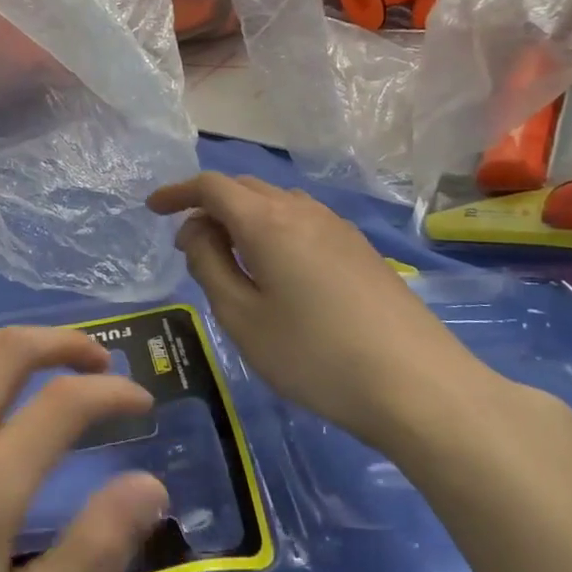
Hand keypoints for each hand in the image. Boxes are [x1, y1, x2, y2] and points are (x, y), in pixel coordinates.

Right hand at [148, 173, 504, 453]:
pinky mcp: (360, 250)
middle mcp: (303, 211)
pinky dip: (272, 228)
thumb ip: (209, 265)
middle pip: (245, 188)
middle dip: (208, 204)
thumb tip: (196, 231)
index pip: (212, 186)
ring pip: (276, 202)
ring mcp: (338, 228)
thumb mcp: (243, 317)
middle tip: (187, 242)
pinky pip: (302, 220)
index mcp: (267, 222)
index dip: (178, 192)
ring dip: (242, 216)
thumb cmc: (315, 356)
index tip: (153, 209)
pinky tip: (275, 267)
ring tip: (228, 255)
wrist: (418, 386)